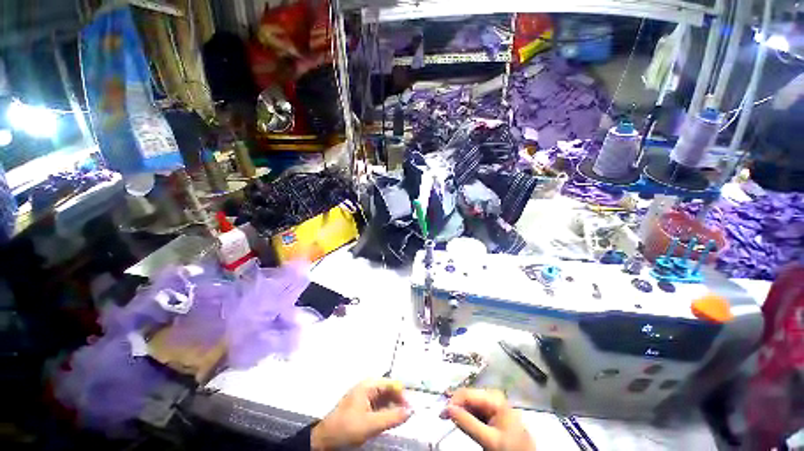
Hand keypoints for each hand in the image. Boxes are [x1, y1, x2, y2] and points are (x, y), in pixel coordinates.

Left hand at [311, 378, 411, 449]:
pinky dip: (384, 411)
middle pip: (388, 389)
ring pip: (383, 398)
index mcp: (369, 385)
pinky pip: (377, 404)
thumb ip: (392, 417)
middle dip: (397, 401)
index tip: (410, 409)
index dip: (402, 395)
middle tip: (405, 416)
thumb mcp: (372, 424)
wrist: (326, 438)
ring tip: (397, 420)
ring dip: (391, 407)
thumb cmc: (348, 427)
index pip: (391, 384)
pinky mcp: (361, 404)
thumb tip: (410, 411)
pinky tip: (386, 420)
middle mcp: (367, 386)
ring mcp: (363, 395)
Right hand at [441, 388, 534, 450]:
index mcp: (494, 398)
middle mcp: (493, 396)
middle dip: (456, 405)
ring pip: (471, 404)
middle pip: (468, 397)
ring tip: (451, 419)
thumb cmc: (510, 447)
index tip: (441, 413)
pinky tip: (463, 421)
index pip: (467, 393)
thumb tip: (447, 408)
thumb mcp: (488, 438)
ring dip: (461, 411)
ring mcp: (494, 405)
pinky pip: (476, 411)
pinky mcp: (493, 413)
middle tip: (443, 416)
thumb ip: (467, 423)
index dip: (452, 401)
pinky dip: (468, 416)